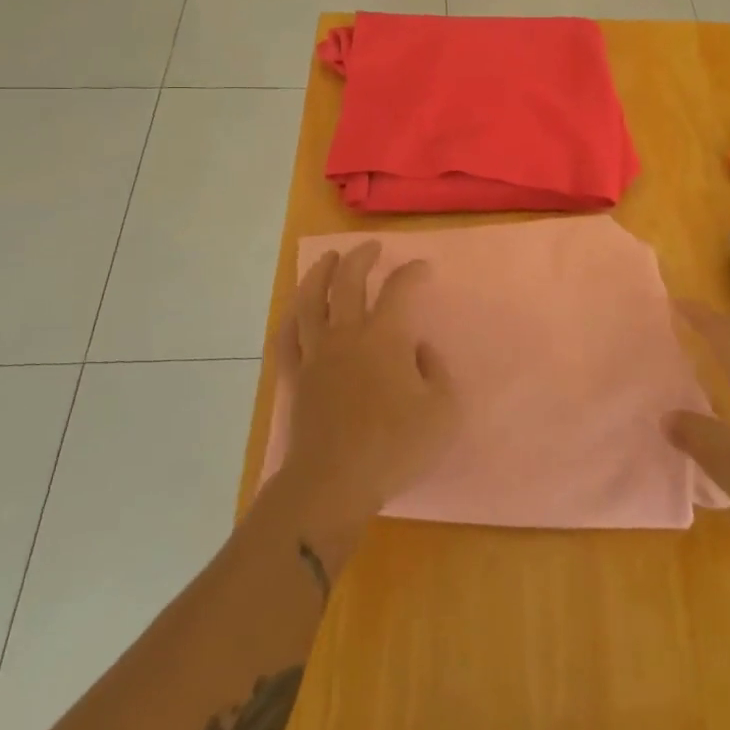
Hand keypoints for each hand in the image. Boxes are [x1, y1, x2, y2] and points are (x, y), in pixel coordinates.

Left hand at [265, 243, 458, 567]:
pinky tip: (295, 312)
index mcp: (384, 337)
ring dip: (319, 274)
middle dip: (360, 258)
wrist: (333, 481)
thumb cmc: (394, 447)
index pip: (398, 290)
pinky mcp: (295, 377)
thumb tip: (420, 351)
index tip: (422, 267)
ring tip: (328, 259)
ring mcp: (316, 354)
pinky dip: (291, 320)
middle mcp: (347, 335)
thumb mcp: (442, 411)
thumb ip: (436, 372)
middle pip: (347, 281)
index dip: (411, 273)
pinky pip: (286, 339)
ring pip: (310, 301)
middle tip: (370, 247)